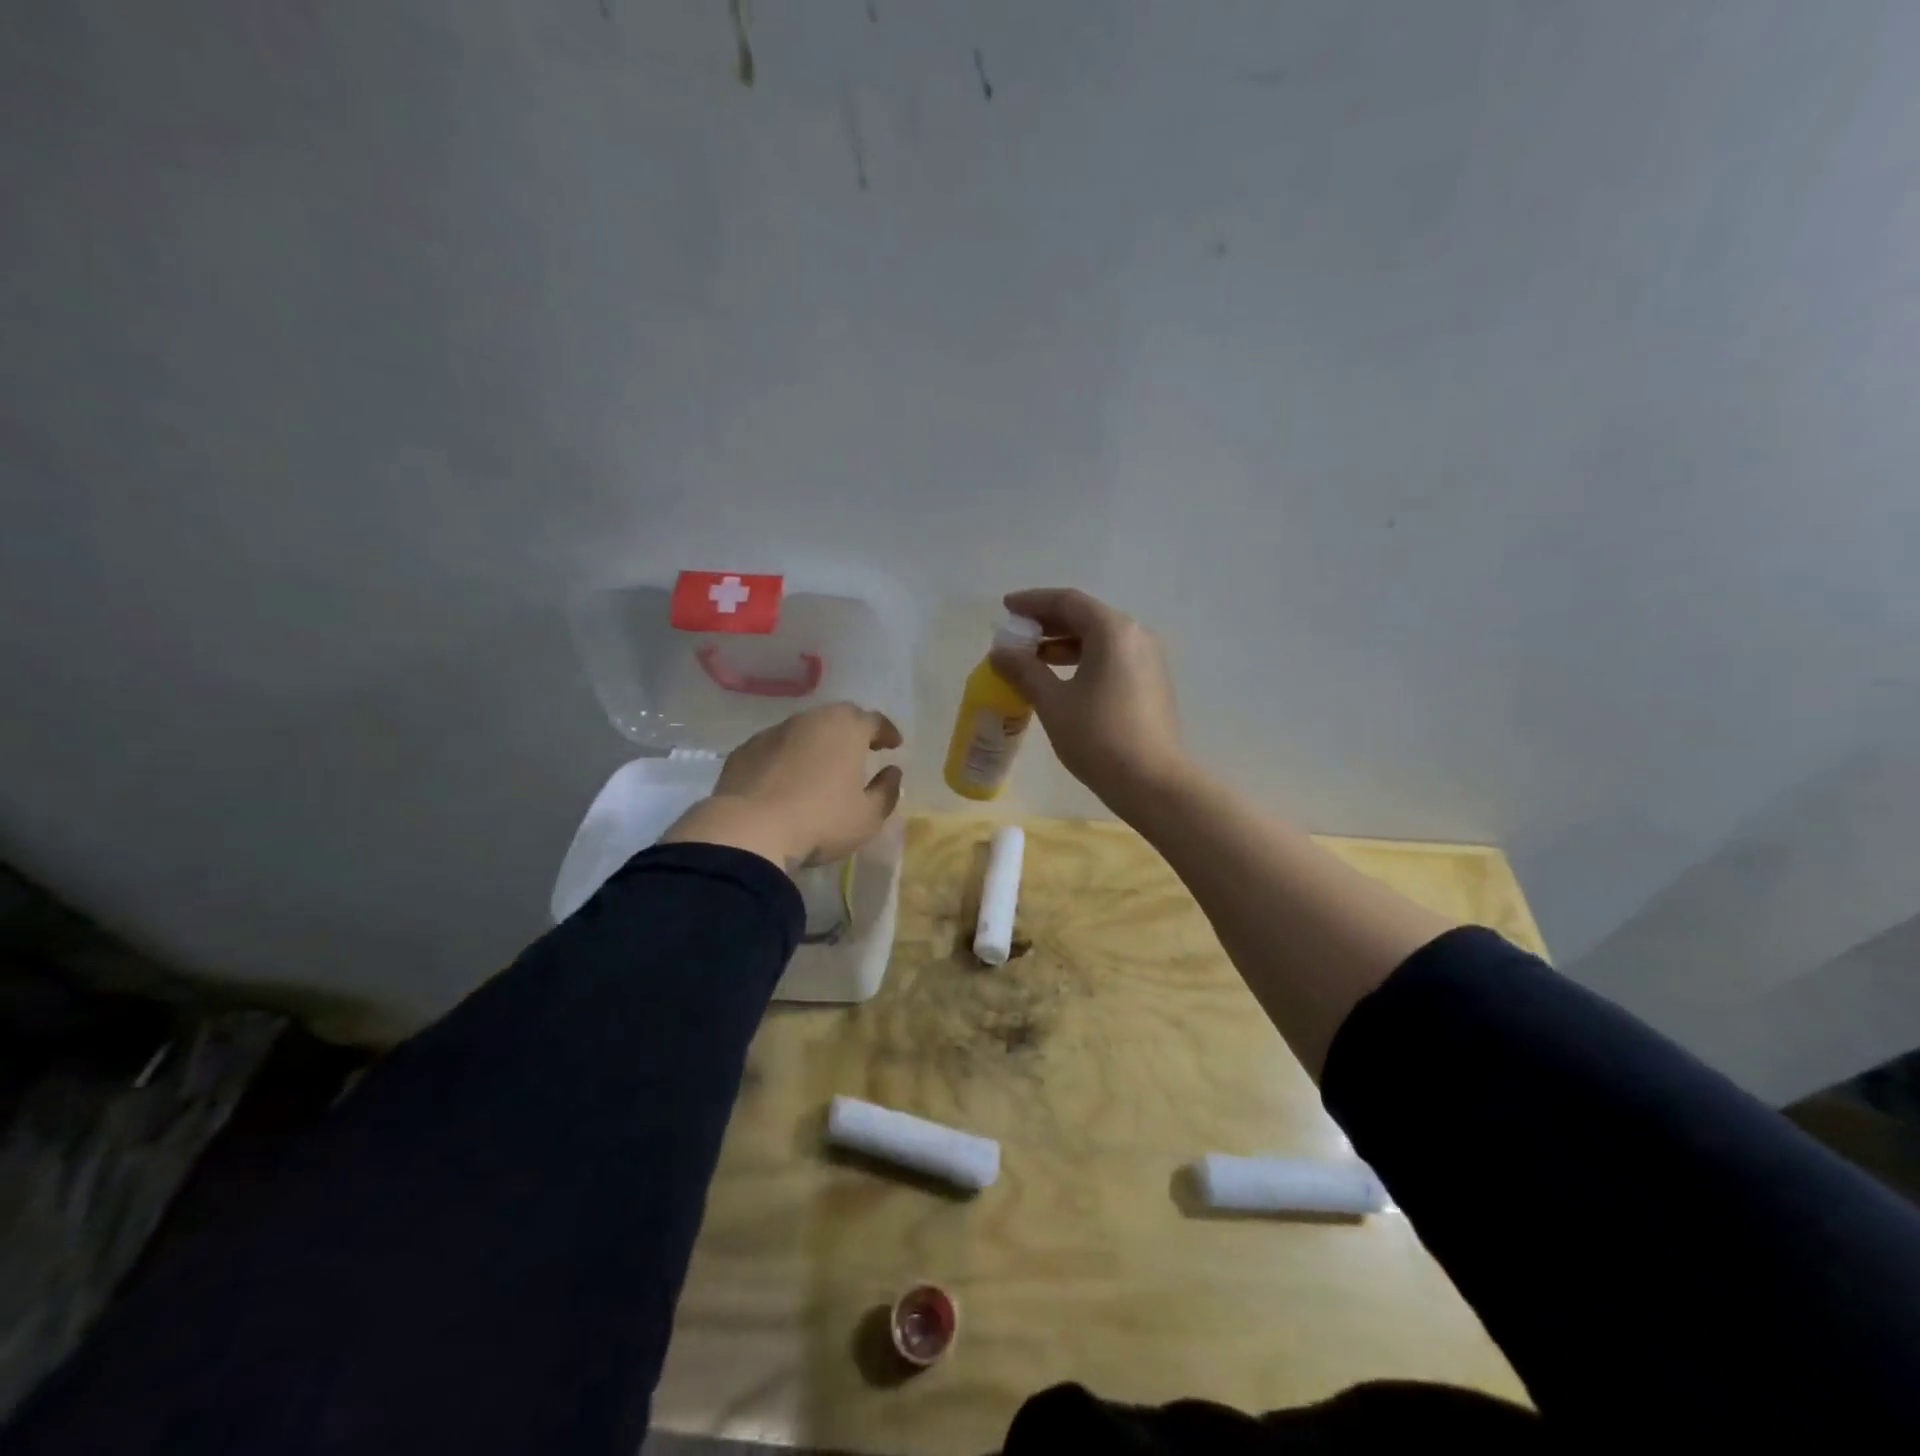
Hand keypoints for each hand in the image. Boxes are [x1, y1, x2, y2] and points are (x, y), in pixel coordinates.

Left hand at [658, 702, 903, 867]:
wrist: (748, 830)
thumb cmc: (820, 821)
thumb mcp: (867, 817)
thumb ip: (886, 791)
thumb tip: (892, 772)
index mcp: (846, 728)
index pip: (874, 720)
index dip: (887, 732)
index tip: (894, 745)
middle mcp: (811, 719)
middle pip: (838, 717)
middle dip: (853, 731)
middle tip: (861, 750)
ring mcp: (773, 732)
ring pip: (804, 730)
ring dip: (817, 743)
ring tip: (821, 766)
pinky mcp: (745, 750)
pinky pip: (775, 747)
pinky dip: (786, 757)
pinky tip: (785, 780)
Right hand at [988, 587, 1186, 812]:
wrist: (1152, 782)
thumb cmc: (1098, 737)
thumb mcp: (1053, 702)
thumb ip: (1024, 671)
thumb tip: (999, 652)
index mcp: (1113, 631)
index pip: (1067, 601)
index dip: (1033, 602)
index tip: (1006, 609)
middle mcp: (1135, 636)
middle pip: (1085, 616)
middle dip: (1047, 622)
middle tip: (1016, 634)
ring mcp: (1147, 659)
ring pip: (1099, 638)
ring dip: (1063, 643)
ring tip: (1031, 659)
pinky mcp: (1150, 682)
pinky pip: (1111, 657)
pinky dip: (1082, 659)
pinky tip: (1060, 680)